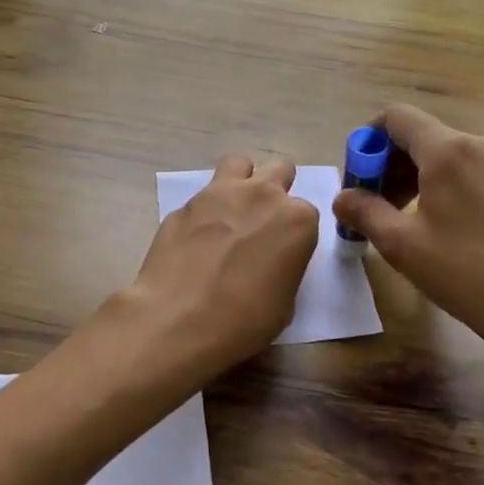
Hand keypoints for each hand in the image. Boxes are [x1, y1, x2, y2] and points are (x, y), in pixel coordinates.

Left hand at [118, 154, 317, 380]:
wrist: (177, 320)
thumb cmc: (243, 320)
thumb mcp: (285, 303)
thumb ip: (284, 265)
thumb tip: (270, 259)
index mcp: (296, 219)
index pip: (306, 212)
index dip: (295, 231)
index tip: (284, 251)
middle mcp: (262, 195)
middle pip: (279, 170)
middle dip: (276, 189)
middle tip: (264, 221)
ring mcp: (218, 194)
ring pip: (239, 164)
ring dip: (242, 181)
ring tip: (232, 212)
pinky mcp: (184, 205)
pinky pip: (201, 197)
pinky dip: (204, 212)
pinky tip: (195, 240)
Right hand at [333, 104, 483, 363]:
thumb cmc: (464, 273)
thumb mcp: (401, 244)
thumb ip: (365, 212)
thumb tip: (342, 198)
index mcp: (448, 151)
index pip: (397, 117)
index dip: (369, 140)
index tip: (359, 178)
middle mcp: (480, 144)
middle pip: (421, 135)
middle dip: (389, 163)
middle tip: (374, 204)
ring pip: (445, 153)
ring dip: (415, 175)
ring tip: (403, 218)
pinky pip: (469, 168)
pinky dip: (444, 183)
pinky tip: (440, 222)